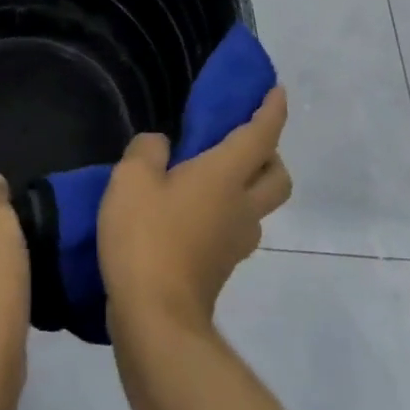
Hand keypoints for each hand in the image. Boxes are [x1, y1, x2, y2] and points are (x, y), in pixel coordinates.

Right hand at [98, 87, 291, 337]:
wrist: (155, 318)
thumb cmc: (146, 237)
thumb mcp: (131, 179)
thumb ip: (147, 151)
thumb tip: (161, 146)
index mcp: (225, 175)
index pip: (260, 135)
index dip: (271, 110)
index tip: (277, 90)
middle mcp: (241, 206)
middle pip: (278, 176)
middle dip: (270, 154)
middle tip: (241, 141)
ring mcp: (236, 242)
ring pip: (260, 206)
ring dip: (250, 186)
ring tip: (212, 177)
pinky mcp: (221, 268)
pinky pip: (236, 229)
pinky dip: (226, 212)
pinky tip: (193, 212)